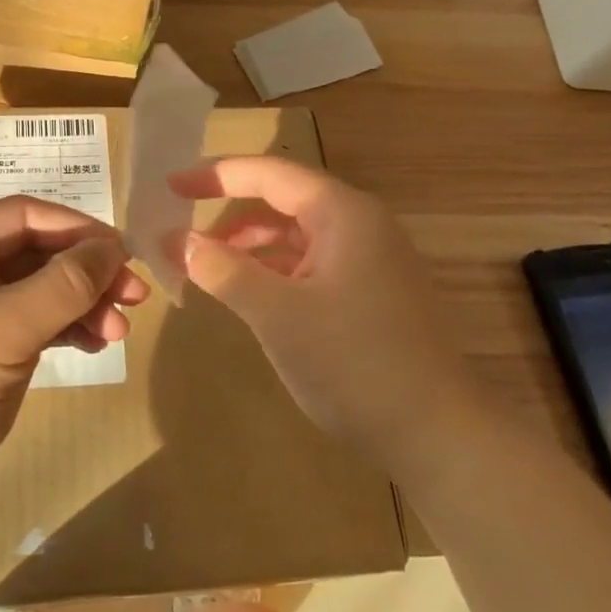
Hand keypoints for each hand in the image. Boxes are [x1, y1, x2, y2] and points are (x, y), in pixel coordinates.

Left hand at [0, 196, 149, 532]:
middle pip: (35, 252)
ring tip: (119, 331)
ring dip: (82, 304)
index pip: (22, 215)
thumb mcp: (6, 331)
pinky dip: (65, 328)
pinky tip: (95, 344)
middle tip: (134, 297)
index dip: (76, 228)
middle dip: (85, 272)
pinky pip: (32, 320)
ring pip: (39, 288)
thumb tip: (114, 247)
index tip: (124, 252)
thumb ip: (64, 284)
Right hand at [171, 156, 477, 474]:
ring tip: (205, 265)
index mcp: (343, 213)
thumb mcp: (278, 315)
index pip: (269, 173)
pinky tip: (248, 293)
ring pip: (296, 234)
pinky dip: (274, 270)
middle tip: (182, 228)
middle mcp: (360, 225)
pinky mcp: (371, 294)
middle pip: (282, 199)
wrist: (440, 438)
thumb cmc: (355, 363)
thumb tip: (179, 241)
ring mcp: (370, 260)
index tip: (170, 185)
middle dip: (230, 211)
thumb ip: (224, 270)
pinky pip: (311, 264)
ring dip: (249, 244)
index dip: (216, 175)